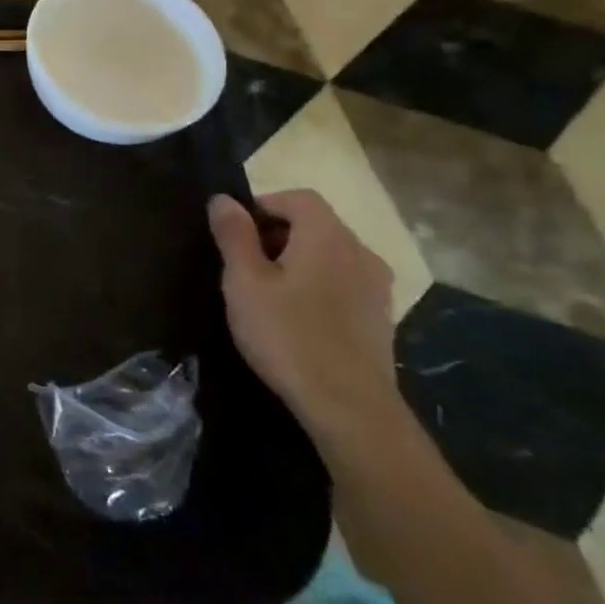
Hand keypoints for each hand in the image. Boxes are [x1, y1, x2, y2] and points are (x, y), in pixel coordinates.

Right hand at [207, 190, 403, 450]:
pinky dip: (318, 284)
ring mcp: (377, 286)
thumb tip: (223, 200)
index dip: (263, 205)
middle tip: (243, 264)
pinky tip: (297, 317)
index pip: (298, 198)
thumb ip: (234, 235)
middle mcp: (360, 252)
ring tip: (267, 292)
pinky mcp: (381, 316)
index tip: (234, 233)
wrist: (349, 406)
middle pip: (317, 224)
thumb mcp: (244, 281)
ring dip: (298, 260)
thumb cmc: (287, 335)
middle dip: (278, 233)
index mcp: (328, 237)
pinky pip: (344, 282)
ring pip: (330, 254)